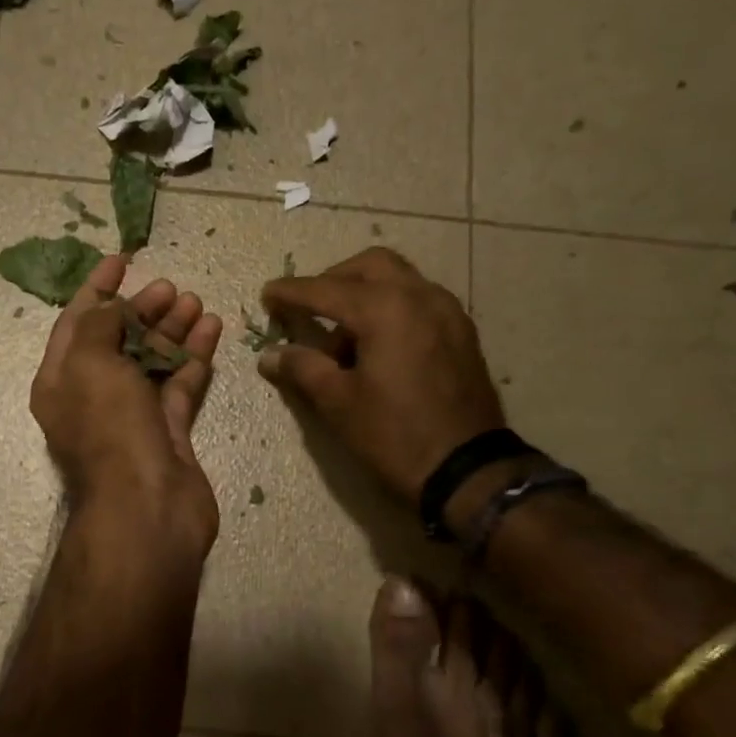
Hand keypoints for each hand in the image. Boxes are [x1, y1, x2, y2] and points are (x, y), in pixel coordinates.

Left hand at [31, 254, 223, 560]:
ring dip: (171, 329)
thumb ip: (99, 326)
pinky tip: (212, 329)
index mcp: (61, 380)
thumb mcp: (91, 364)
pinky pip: (180, 383)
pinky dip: (194, 357)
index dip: (96, 289)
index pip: (75, 322)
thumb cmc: (109, 429)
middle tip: (170, 287)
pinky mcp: (167, 431)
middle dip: (141, 309)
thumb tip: (112, 308)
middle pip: (117, 340)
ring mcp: (132, 415)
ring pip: (151, 361)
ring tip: (195, 301)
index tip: (122, 260)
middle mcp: (93, 396)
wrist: (146, 509)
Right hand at [257, 247, 503, 501]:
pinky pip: (419, 301)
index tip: (266, 296)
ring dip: (365, 293)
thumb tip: (270, 355)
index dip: (291, 293)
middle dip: (334, 279)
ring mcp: (447, 312)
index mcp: (385, 309)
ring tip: (343, 336)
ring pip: (399, 280)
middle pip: (370, 266)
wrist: (469, 471)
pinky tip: (377, 345)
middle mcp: (419, 296)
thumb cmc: (395, 435)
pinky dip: (392, 308)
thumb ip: (302, 368)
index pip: (326, 290)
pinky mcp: (461, 333)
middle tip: (309, 307)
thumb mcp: (338, 403)